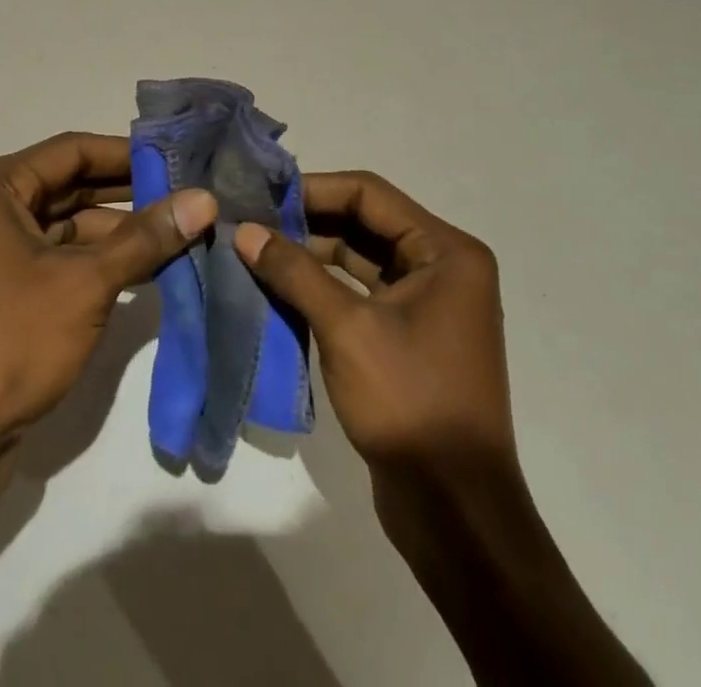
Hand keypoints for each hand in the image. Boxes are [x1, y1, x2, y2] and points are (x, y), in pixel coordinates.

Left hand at [0, 132, 216, 454]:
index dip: (125, 155)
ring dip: (113, 234)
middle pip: (64, 187)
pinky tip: (140, 270)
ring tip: (175, 235)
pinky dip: (90, 263)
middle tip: (183, 196)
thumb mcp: (86, 283)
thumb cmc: (9, 341)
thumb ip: (146, 238)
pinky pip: (49, 259)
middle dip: (124, 196)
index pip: (69, 152)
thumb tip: (205, 199)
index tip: (176, 159)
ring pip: (59, 227)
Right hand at [233, 171, 512, 472]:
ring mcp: (427, 303)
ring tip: (256, 250)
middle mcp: (442, 266)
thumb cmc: (409, 403)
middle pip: (365, 222)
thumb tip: (245, 231)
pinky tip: (279, 288)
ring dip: (311, 255)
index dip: (313, 189)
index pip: (369, 193)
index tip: (263, 194)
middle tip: (251, 221)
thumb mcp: (346, 328)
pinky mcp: (409, 335)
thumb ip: (294, 272)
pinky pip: (361, 292)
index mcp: (446, 251)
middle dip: (308, 222)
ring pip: (360, 258)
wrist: (455, 511)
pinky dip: (323, 287)